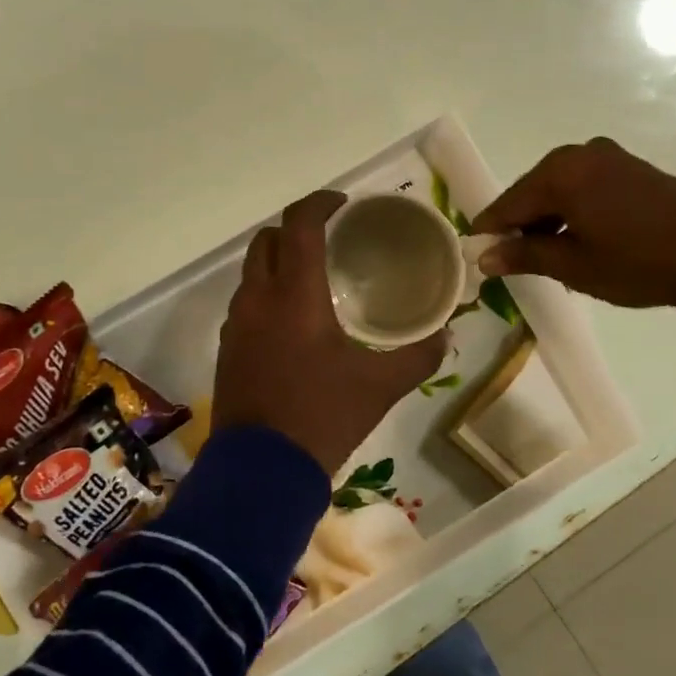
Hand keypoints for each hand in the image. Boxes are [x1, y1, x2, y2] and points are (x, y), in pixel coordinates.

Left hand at [213, 192, 447, 474]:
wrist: (262, 471)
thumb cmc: (324, 417)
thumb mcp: (381, 386)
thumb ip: (418, 356)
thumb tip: (447, 335)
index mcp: (295, 295)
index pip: (299, 225)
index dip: (319, 203)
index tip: (343, 205)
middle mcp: (259, 299)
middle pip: (268, 240)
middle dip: (297, 229)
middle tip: (330, 239)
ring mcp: (237, 324)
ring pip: (252, 270)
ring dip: (279, 260)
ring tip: (313, 276)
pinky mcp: (228, 349)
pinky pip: (245, 301)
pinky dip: (267, 291)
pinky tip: (293, 319)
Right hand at [471, 138, 675, 317]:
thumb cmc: (640, 262)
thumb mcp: (575, 265)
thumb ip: (525, 255)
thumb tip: (484, 256)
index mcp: (560, 173)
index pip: (508, 203)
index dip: (490, 231)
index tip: (477, 257)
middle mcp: (581, 154)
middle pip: (533, 191)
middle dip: (522, 225)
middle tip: (516, 263)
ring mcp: (610, 157)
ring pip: (561, 189)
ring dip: (550, 220)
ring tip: (552, 259)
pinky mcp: (633, 168)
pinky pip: (586, 187)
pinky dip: (575, 211)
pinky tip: (583, 240)